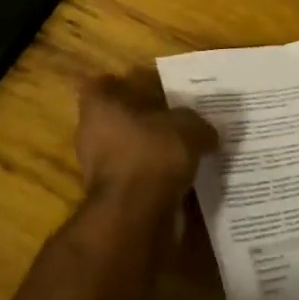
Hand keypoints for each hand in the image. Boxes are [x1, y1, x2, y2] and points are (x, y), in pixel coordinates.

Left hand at [75, 73, 218, 215]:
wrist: (137, 216)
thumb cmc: (152, 155)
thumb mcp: (187, 128)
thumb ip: (196, 124)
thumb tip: (208, 132)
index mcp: (100, 109)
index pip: (97, 86)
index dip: (115, 83)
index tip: (135, 84)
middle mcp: (91, 137)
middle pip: (111, 120)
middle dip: (137, 119)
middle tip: (169, 117)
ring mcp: (98, 171)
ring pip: (123, 152)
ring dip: (146, 151)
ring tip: (179, 149)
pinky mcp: (112, 199)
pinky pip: (135, 180)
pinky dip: (152, 179)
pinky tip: (179, 178)